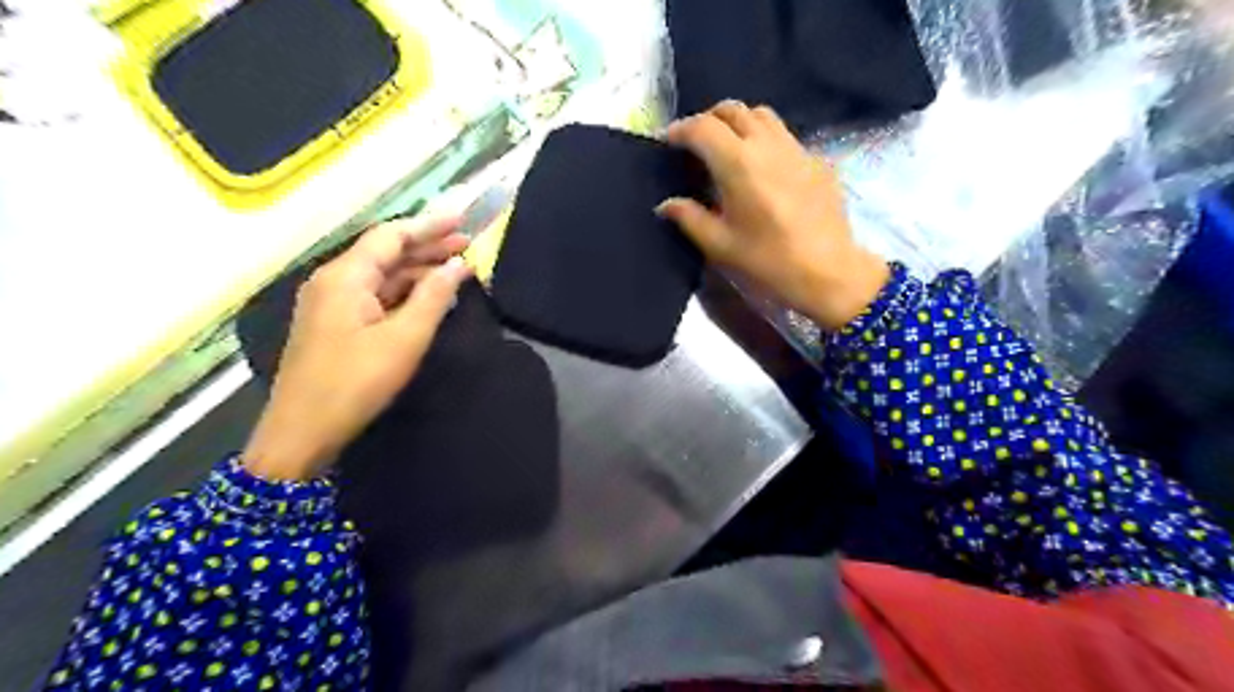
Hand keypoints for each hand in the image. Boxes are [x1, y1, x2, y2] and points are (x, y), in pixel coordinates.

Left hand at [244, 217, 474, 481]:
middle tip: (467, 243)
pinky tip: (428, 295)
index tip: (462, 220)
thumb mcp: (405, 338)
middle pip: (385, 252)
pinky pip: (374, 295)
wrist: (303, 431)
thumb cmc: (356, 381)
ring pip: (381, 275)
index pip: (391, 236)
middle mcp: (334, 280)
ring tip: (456, 267)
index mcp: (346, 276)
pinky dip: (404, 291)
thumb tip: (459, 265)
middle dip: (427, 246)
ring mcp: (331, 303)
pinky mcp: (335, 323)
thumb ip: (434, 297)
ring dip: (417, 269)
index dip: (429, 225)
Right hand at [654, 101, 886, 332]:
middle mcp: (767, 144)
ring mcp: (796, 149)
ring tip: (727, 148)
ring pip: (762, 116)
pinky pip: (784, 136)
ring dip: (738, 123)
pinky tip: (762, 169)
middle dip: (708, 119)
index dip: (680, 130)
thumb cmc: (768, 261)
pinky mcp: (816, 161)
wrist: (828, 273)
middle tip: (695, 143)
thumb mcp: (720, 245)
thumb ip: (689, 218)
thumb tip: (666, 205)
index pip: (702, 128)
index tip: (667, 142)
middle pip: (733, 110)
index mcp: (738, 163)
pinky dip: (764, 140)